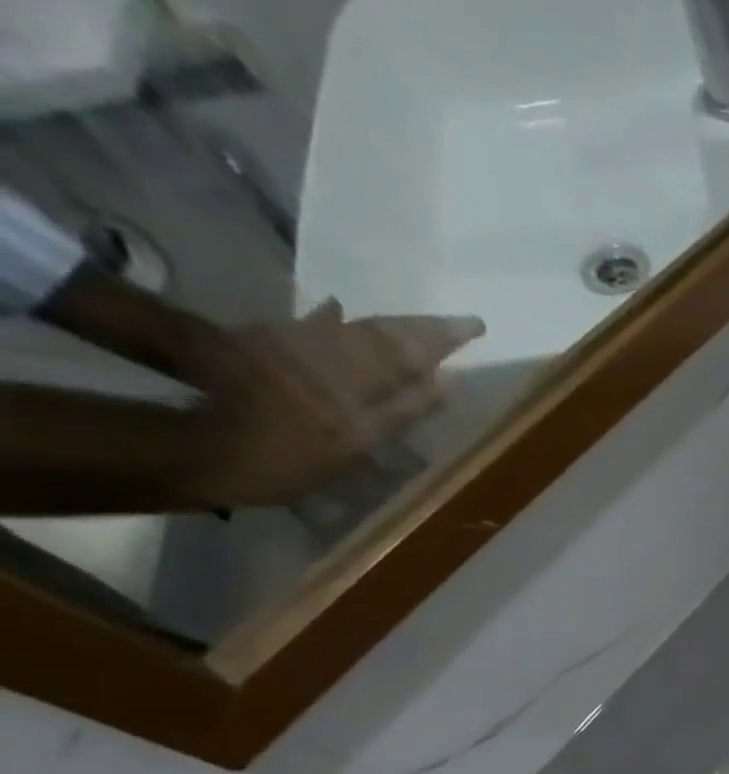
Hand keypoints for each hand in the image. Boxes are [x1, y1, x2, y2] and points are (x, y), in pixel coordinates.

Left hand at [179, 299, 483, 507]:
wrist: (198, 445)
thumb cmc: (288, 454)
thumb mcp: (356, 441)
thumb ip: (403, 408)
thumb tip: (445, 379)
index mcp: (356, 371)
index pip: (410, 347)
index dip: (443, 336)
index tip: (475, 324)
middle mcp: (328, 348)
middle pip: (381, 331)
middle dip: (420, 327)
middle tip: (454, 323)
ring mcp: (294, 343)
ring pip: (352, 327)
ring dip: (387, 325)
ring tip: (412, 324)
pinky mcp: (265, 346)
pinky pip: (314, 327)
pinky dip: (334, 320)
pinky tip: (337, 310)